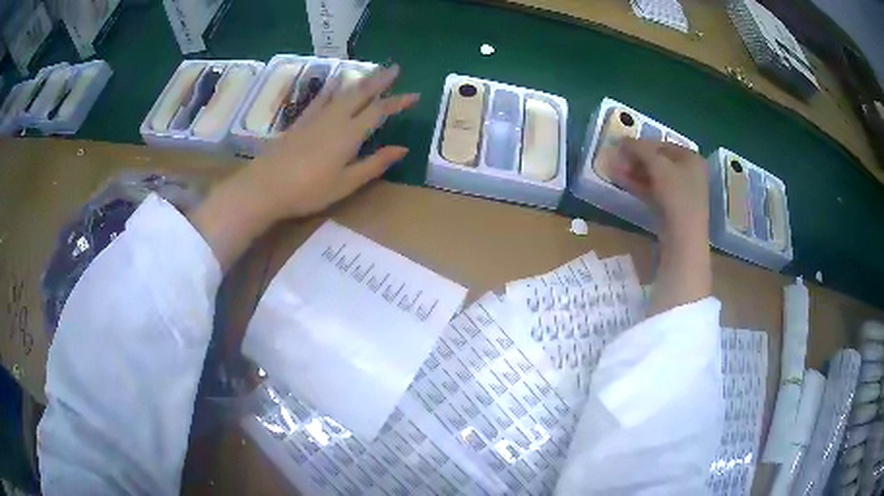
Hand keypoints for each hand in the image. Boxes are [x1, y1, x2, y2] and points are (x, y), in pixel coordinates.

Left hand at [240, 64, 419, 221]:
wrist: (266, 186)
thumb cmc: (308, 190)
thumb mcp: (346, 183)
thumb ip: (374, 164)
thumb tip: (402, 149)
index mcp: (350, 134)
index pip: (379, 111)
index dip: (398, 101)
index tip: (415, 95)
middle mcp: (335, 118)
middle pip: (361, 93)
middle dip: (380, 80)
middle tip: (395, 68)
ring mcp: (316, 117)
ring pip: (343, 92)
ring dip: (360, 80)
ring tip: (372, 71)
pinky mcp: (301, 120)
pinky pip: (321, 97)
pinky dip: (332, 87)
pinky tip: (335, 81)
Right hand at [609, 138, 709, 243]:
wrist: (685, 236)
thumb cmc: (676, 194)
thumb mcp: (657, 165)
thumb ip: (640, 148)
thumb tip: (622, 140)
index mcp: (692, 158)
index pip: (662, 144)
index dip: (641, 144)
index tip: (621, 148)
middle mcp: (690, 173)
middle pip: (658, 161)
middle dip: (636, 160)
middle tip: (617, 161)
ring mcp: (682, 192)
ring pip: (655, 177)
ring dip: (635, 173)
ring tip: (615, 171)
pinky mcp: (674, 208)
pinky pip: (655, 191)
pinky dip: (640, 186)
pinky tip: (623, 182)